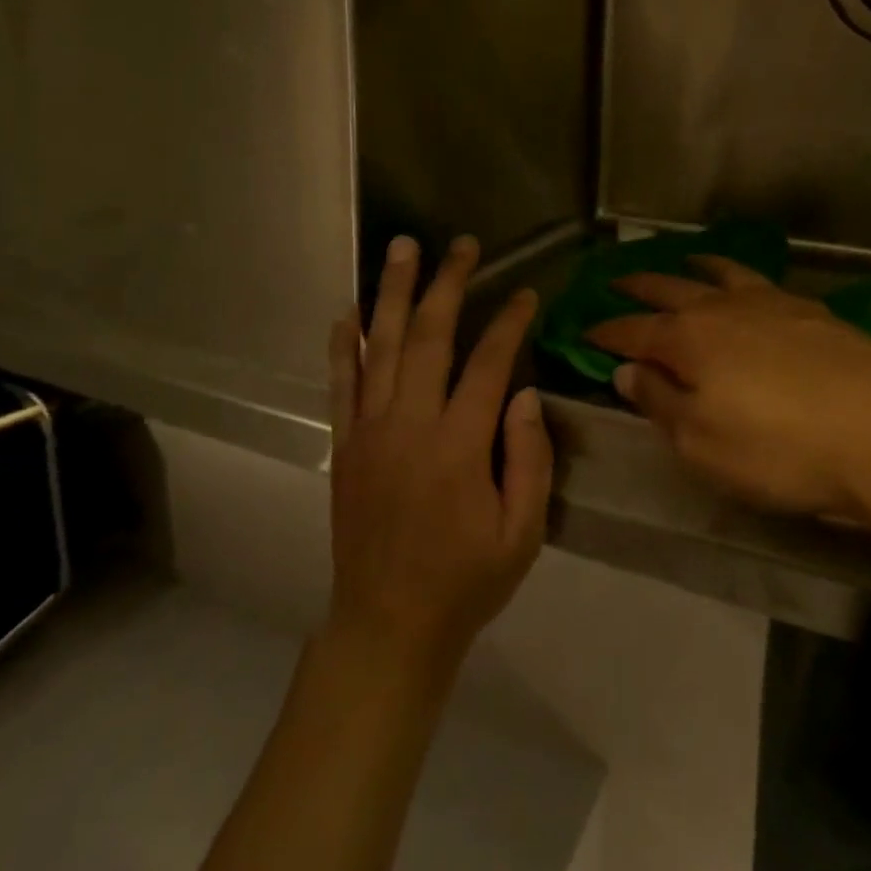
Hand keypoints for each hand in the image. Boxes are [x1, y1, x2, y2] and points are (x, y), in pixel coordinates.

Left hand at [326, 235, 553, 675]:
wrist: (388, 625)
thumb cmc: (466, 580)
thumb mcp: (522, 532)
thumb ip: (529, 459)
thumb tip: (523, 393)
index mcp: (458, 445)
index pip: (488, 363)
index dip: (509, 322)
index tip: (525, 293)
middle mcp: (409, 424)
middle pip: (428, 336)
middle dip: (447, 283)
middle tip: (462, 245)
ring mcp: (369, 431)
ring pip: (380, 346)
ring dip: (392, 292)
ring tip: (402, 248)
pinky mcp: (344, 445)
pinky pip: (341, 383)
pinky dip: (343, 344)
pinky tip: (346, 311)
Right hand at [587, 257, 870, 523]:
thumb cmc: (781, 448)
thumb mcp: (703, 443)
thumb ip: (661, 403)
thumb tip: (627, 372)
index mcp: (688, 340)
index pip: (633, 332)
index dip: (606, 332)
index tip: (583, 330)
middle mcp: (723, 309)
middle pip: (670, 290)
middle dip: (639, 287)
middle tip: (617, 281)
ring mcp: (772, 304)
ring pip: (721, 275)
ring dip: (695, 268)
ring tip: (685, 260)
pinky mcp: (813, 313)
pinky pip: (763, 283)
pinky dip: (742, 278)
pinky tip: (750, 289)